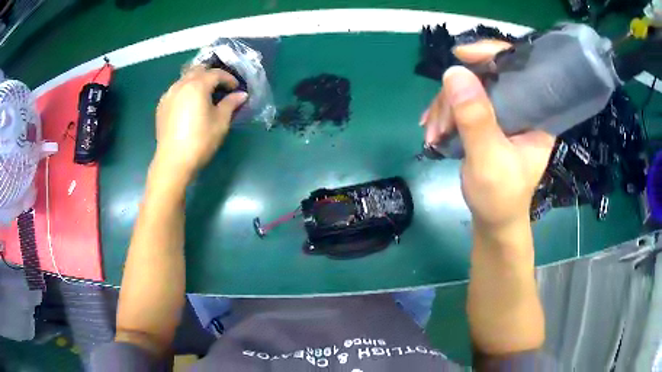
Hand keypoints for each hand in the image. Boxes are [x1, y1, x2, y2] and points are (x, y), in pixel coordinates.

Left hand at [154, 66, 247, 180]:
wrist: (173, 161)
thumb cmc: (200, 140)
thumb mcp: (221, 122)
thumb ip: (231, 103)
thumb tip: (241, 95)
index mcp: (197, 85)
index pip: (216, 74)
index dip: (229, 79)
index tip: (236, 89)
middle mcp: (181, 84)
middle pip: (198, 70)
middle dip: (211, 75)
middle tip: (220, 87)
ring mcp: (169, 94)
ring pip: (185, 78)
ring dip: (197, 81)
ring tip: (204, 95)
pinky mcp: (162, 105)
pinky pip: (176, 90)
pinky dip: (186, 91)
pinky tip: (189, 104)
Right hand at [421, 41, 554, 232]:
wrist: (493, 221)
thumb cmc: (500, 198)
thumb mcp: (489, 160)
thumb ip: (476, 119)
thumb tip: (454, 72)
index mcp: (537, 113)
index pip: (520, 66)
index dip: (492, 53)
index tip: (461, 55)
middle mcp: (522, 106)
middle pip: (487, 75)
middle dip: (457, 93)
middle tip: (439, 122)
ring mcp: (503, 112)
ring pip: (469, 88)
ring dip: (445, 108)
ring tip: (434, 135)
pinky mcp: (488, 120)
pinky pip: (462, 103)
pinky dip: (444, 115)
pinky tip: (434, 132)